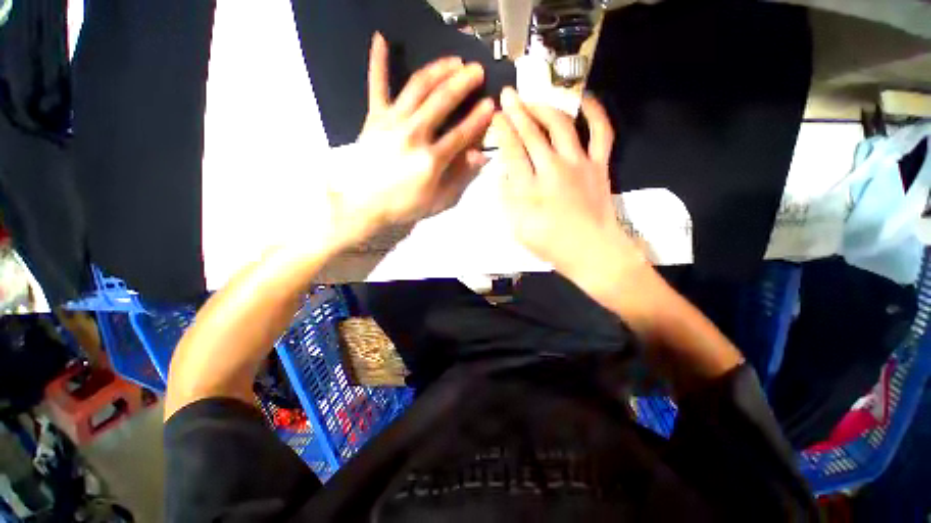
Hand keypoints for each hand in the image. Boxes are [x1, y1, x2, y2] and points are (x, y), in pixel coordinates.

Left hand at [326, 33, 493, 247]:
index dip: (479, 118)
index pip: (462, 133)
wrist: (364, 206)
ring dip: (438, 69)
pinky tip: (381, 39)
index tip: (490, 104)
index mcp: (431, 160)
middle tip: (477, 70)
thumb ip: (460, 177)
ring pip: (417, 87)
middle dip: (463, 82)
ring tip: (453, 60)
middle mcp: (413, 135)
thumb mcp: (439, 201)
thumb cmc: (404, 206)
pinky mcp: (373, 118)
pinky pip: (376, 86)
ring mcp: (391, 122)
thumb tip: (481, 155)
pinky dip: (378, 62)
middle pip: (442, 101)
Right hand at [496, 87, 644, 294]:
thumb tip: (503, 172)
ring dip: (545, 107)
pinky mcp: (599, 164)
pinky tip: (584, 99)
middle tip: (507, 95)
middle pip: (532, 132)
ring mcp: (579, 163)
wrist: (590, 250)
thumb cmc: (550, 243)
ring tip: (534, 98)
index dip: (502, 130)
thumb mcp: (517, 227)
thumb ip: (506, 198)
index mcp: (530, 187)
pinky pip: (601, 131)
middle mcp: (552, 168)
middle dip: (517, 111)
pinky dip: (594, 112)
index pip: (511, 150)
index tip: (495, 116)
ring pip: (561, 125)